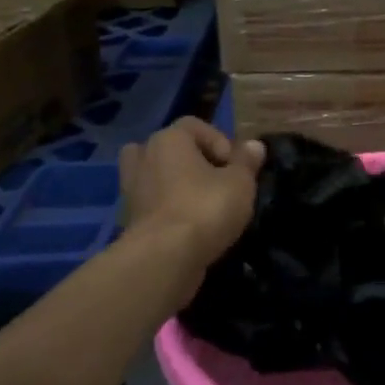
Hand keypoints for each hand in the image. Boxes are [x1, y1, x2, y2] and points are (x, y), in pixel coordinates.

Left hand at [119, 118, 265, 277]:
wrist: (164, 258)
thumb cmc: (205, 208)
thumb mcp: (240, 182)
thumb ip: (246, 161)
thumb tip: (255, 146)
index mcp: (169, 139)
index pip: (194, 125)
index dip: (220, 141)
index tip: (234, 167)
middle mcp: (145, 157)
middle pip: (170, 148)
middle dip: (192, 160)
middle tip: (216, 180)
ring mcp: (132, 189)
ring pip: (156, 176)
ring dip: (175, 184)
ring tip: (200, 200)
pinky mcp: (130, 220)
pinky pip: (152, 203)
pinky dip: (167, 209)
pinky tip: (190, 224)